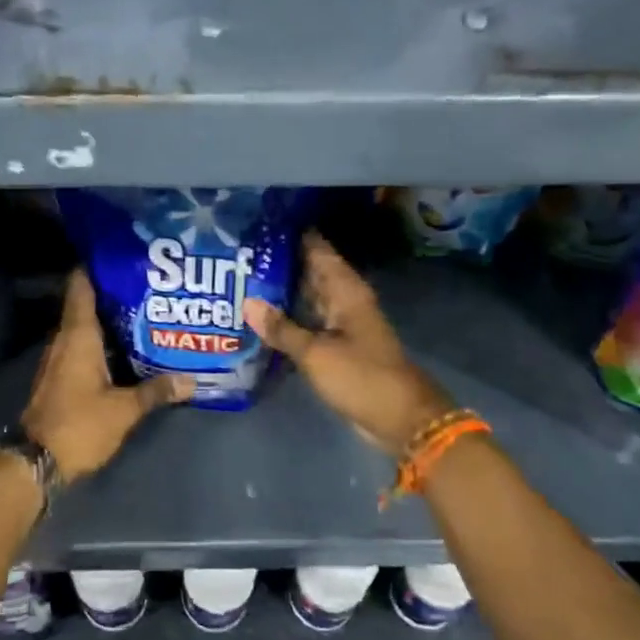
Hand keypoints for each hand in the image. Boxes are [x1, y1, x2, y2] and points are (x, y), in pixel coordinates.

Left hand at [22, 270, 192, 481]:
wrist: (35, 462)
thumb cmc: (79, 425)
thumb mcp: (124, 410)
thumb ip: (156, 391)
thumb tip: (191, 380)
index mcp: (78, 336)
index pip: (81, 286)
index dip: (97, 267)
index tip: (122, 255)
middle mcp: (64, 340)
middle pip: (86, 304)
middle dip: (113, 293)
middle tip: (148, 285)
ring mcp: (59, 359)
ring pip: (84, 327)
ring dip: (108, 319)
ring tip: (145, 312)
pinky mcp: (59, 377)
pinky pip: (82, 347)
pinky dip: (102, 342)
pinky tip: (126, 348)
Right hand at [245, 233, 452, 457]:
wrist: (400, 417)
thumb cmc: (361, 376)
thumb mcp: (316, 353)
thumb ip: (281, 328)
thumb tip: (247, 302)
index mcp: (345, 290)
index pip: (317, 249)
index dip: (292, 234)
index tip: (260, 222)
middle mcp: (344, 300)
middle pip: (309, 271)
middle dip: (279, 262)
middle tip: (239, 252)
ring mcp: (341, 323)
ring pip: (307, 297)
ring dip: (281, 290)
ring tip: (241, 278)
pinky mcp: (337, 345)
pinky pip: (309, 321)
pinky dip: (288, 317)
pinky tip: (260, 316)